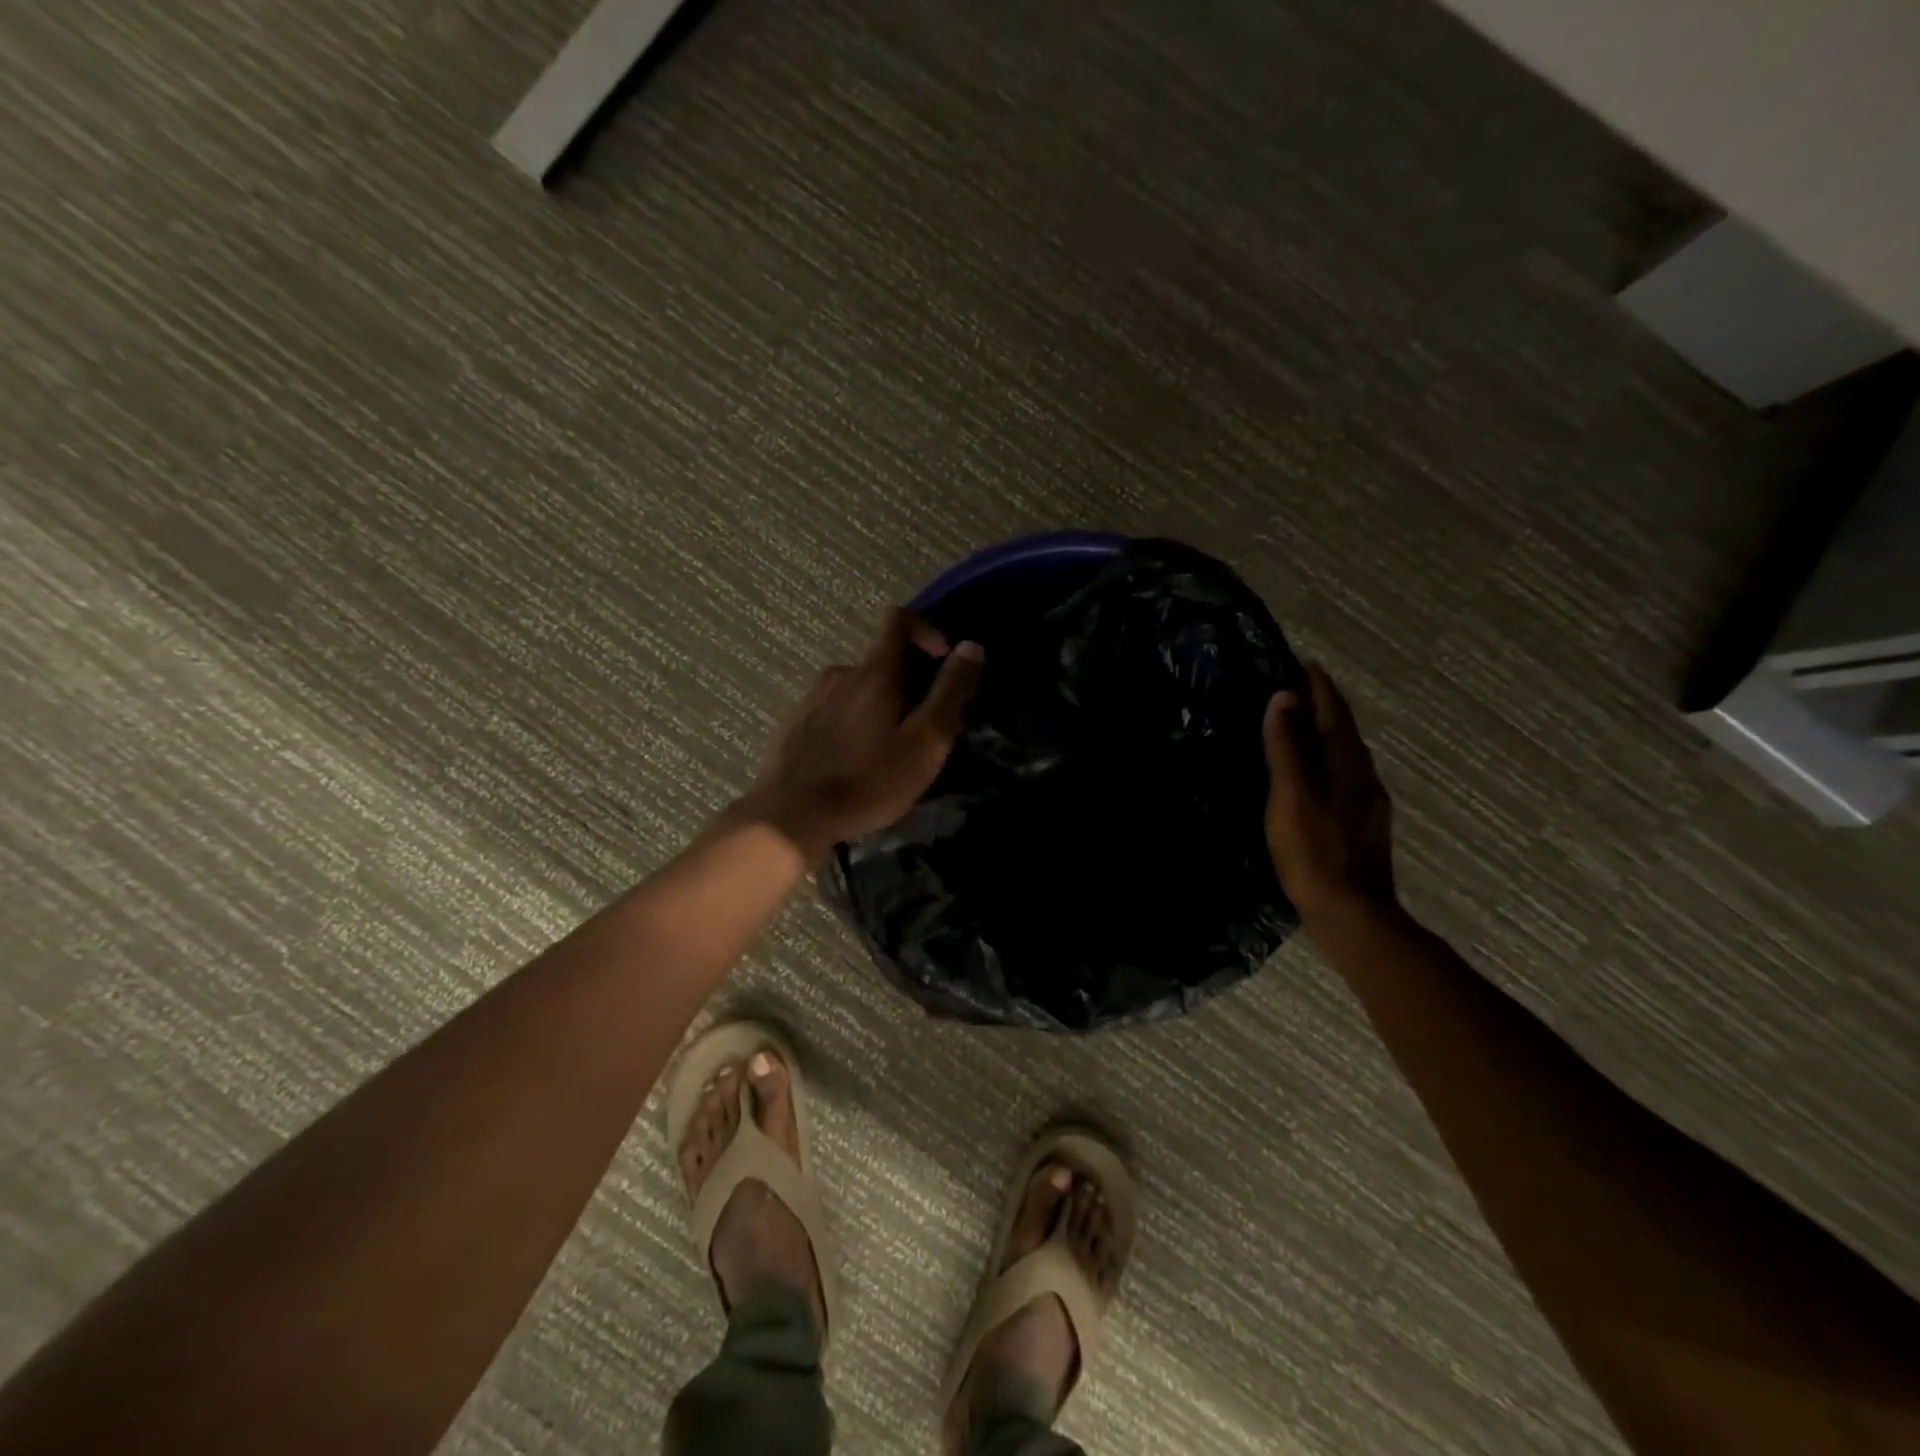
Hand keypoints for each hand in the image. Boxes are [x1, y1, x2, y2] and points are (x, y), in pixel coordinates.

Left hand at [745, 607, 983, 858]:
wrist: (790, 817)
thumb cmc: (867, 781)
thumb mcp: (925, 742)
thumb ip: (950, 692)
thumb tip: (971, 646)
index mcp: (874, 672)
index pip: (898, 620)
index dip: (926, 630)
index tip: (941, 661)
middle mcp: (840, 673)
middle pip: (880, 660)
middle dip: (907, 683)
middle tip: (921, 728)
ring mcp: (812, 698)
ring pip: (856, 687)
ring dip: (878, 706)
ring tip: (886, 751)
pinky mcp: (794, 724)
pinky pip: (832, 709)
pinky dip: (851, 723)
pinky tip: (852, 762)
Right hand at [1262, 662, 1398, 930]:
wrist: (1351, 912)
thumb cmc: (1314, 850)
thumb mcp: (1291, 795)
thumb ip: (1286, 748)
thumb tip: (1283, 698)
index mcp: (1347, 765)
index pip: (1335, 714)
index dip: (1320, 688)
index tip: (1307, 664)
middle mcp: (1365, 777)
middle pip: (1345, 732)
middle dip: (1325, 707)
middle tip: (1301, 690)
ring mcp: (1367, 804)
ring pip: (1347, 756)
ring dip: (1327, 735)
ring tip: (1304, 727)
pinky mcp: (1362, 826)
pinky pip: (1345, 777)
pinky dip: (1328, 761)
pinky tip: (1317, 776)